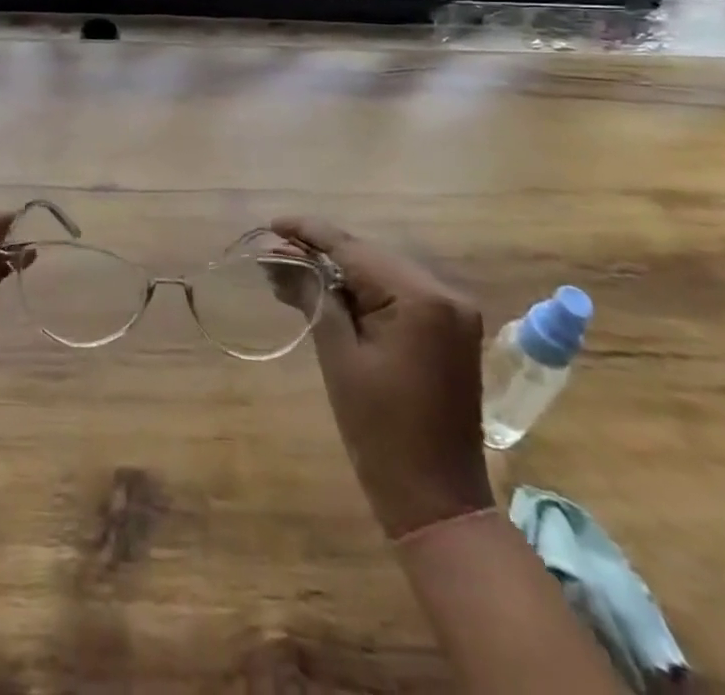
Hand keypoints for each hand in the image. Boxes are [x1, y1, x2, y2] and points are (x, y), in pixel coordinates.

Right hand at [273, 218, 493, 539]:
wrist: (437, 501)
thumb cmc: (381, 431)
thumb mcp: (339, 356)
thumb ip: (314, 296)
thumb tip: (281, 258)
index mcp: (420, 298)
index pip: (354, 249)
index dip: (309, 232)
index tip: (271, 224)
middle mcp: (444, 293)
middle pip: (370, 256)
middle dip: (322, 252)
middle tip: (275, 252)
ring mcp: (452, 312)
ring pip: (383, 272)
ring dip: (341, 271)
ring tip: (293, 270)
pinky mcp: (450, 330)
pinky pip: (399, 294)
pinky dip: (364, 291)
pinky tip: (330, 292)